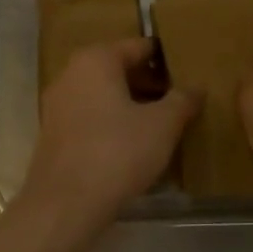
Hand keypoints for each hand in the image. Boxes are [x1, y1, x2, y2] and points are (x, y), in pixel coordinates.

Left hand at [19, 38, 198, 237]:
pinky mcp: (55, 134)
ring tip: (165, 125)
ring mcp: (58, 105)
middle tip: (182, 101)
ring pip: (106, 95)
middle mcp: (72, 74)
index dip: (168, 59)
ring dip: (134, 106)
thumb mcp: (163, 125)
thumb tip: (196, 87)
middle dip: (152, 83)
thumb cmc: (117, 153)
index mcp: (96, 60)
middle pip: (120, 69)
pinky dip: (115, 124)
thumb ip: (183, 100)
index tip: (191, 72)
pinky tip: (137, 145)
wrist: (65, 205)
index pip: (140, 46)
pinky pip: (93, 118)